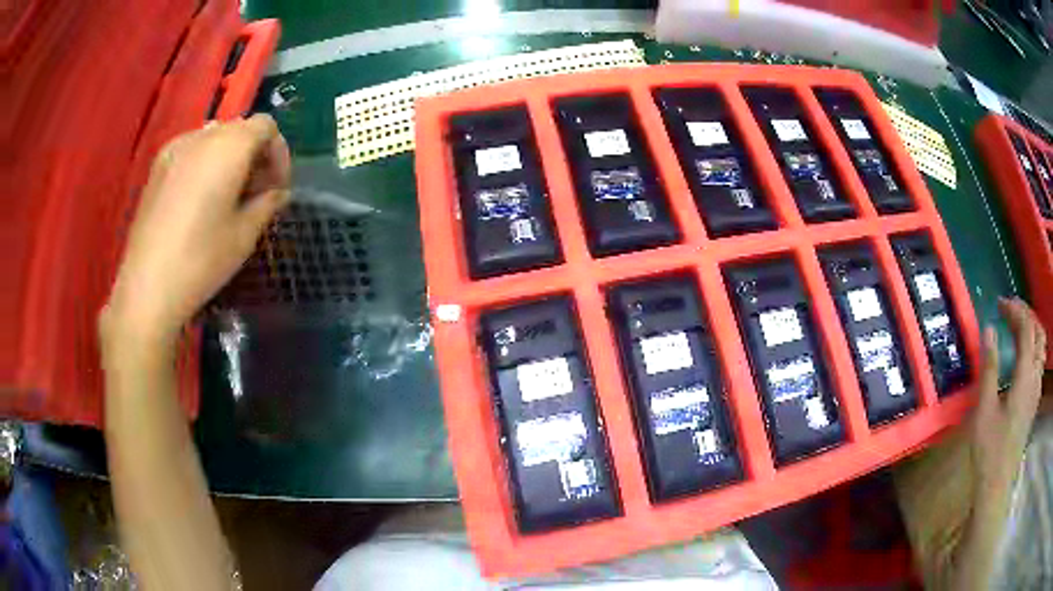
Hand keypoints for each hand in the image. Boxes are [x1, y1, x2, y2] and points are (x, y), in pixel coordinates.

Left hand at [101, 114, 290, 344]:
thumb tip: (277, 193)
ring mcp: (174, 149)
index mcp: (229, 146)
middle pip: (239, 129)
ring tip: (228, 196)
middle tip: (256, 194)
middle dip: (255, 155)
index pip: (266, 126)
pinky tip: (200, 198)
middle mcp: (202, 136)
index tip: (277, 187)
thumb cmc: (201, 260)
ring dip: (230, 159)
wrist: (148, 287)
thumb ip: (267, 204)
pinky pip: (191, 151)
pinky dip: (205, 164)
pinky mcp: (157, 168)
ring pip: (214, 138)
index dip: (278, 153)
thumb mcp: (245, 235)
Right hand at [969, 297, 1046, 499]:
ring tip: (1017, 328)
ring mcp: (1036, 390)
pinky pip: (1039, 363)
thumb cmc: (989, 449)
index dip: (1015, 311)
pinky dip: (1033, 348)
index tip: (1000, 305)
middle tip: (1010, 312)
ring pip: (1041, 347)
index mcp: (1025, 377)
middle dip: (1026, 315)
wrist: (997, 485)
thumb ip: (989, 368)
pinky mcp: (1034, 401)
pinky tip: (1023, 357)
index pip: (1027, 329)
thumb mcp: (984, 410)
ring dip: (1032, 329)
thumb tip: (988, 329)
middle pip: (1038, 333)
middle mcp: (1035, 378)